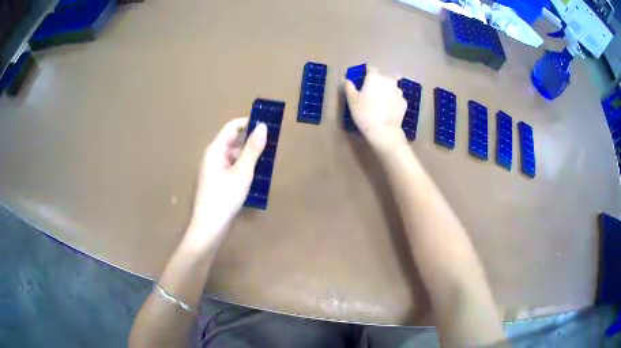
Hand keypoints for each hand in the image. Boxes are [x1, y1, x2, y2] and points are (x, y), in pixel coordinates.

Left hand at [189, 117, 266, 238]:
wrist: (209, 227)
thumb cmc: (225, 197)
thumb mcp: (243, 172)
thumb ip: (253, 149)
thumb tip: (262, 126)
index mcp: (215, 150)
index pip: (232, 127)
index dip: (248, 123)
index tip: (266, 126)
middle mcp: (212, 156)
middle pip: (232, 141)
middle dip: (250, 142)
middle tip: (270, 146)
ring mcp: (213, 170)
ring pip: (232, 155)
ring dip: (248, 156)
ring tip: (266, 162)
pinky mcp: (216, 181)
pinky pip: (230, 167)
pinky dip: (242, 167)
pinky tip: (254, 176)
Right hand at [345, 67, 407, 151]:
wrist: (383, 131)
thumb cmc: (364, 113)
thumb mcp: (352, 100)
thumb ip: (349, 87)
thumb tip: (347, 81)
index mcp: (375, 77)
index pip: (370, 69)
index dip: (366, 74)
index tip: (363, 82)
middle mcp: (389, 81)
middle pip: (383, 77)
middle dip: (378, 82)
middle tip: (372, 94)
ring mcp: (399, 92)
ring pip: (392, 87)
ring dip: (387, 91)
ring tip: (381, 102)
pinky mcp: (404, 103)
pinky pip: (397, 98)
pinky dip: (393, 101)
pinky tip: (388, 109)